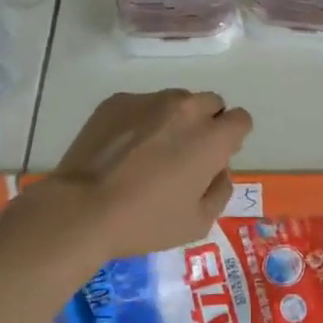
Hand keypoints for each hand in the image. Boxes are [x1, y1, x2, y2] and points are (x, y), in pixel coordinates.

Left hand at [40, 89, 252, 259]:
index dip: (232, 138)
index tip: (215, 157)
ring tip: (150, 151)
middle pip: (211, 103)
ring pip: (176, 101)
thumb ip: (220, 190)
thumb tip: (219, 169)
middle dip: (206, 124)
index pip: (241, 119)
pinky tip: (122, 149)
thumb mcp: (198, 223)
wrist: (81, 209)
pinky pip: (142, 104)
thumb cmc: (145, 221)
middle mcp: (186, 109)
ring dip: (174, 119)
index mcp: (211, 138)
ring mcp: (149, 100)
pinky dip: (141, 120)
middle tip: (184, 154)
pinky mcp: (118, 101)